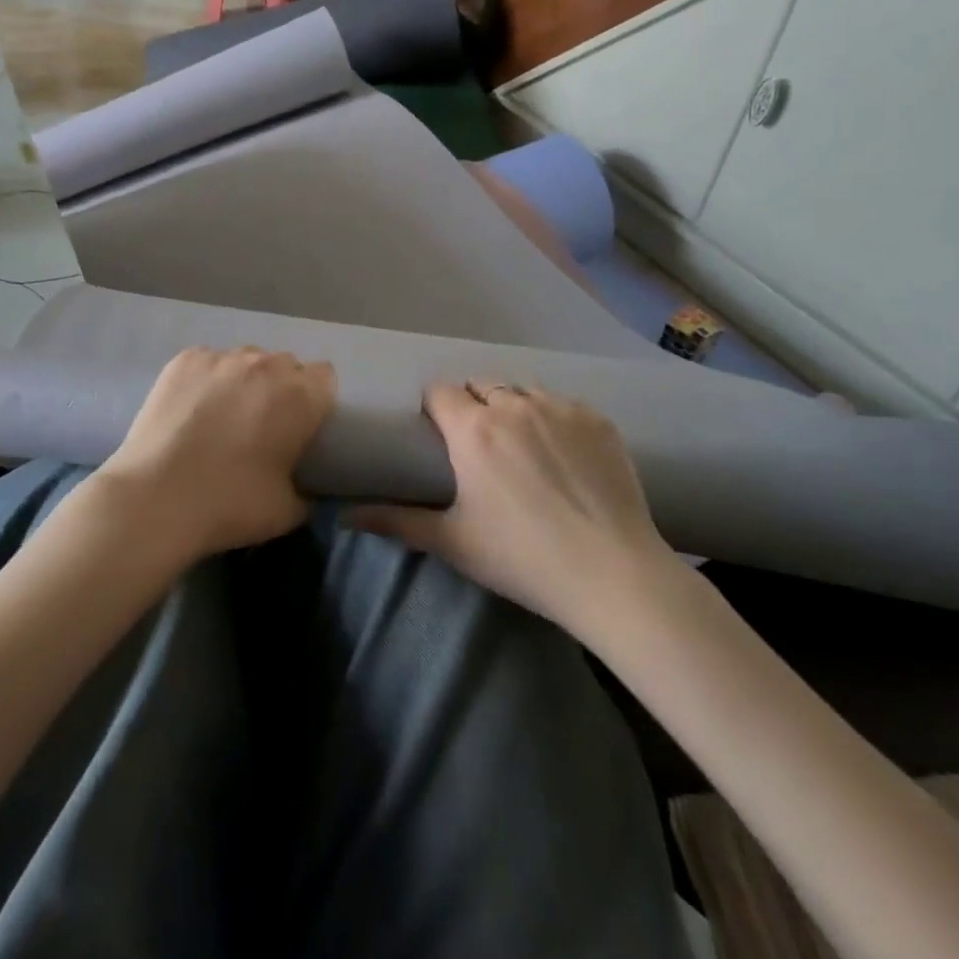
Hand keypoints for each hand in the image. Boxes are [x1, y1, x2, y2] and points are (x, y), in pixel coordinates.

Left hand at [89, 346, 335, 565]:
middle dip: (280, 387)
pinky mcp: (185, 360)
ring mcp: (222, 358)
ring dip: (244, 380)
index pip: (324, 377)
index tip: (301, 424)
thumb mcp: (288, 512)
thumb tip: (306, 487)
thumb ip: (308, 492)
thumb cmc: (230, 505)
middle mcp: (266, 365)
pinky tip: (192, 407)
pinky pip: (208, 361)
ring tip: (223, 414)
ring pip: (246, 359)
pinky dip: (207, 379)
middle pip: (285, 364)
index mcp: (301, 397)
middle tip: (262, 423)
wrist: (157, 498)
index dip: (315, 398)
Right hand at [351, 381, 678, 629]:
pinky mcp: (598, 419)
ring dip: (512, 406)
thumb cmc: (523, 558)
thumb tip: (344, 516)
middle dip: (472, 404)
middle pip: (480, 384)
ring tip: (521, 444)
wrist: (614, 574)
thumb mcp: (453, 542)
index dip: (435, 408)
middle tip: (478, 445)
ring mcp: (560, 408)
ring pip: (522, 390)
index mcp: (473, 430)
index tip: (439, 435)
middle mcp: (514, 406)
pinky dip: (553, 418)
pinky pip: (562, 403)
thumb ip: (395, 522)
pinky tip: (563, 454)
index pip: (440, 390)